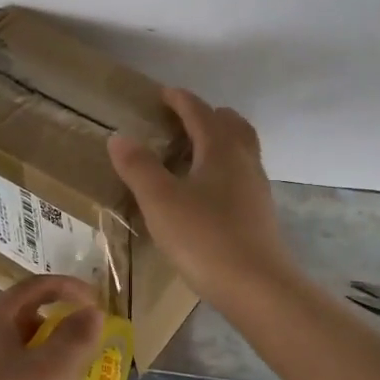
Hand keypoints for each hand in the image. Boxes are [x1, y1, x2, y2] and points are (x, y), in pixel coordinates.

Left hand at [0, 274, 104, 379]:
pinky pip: (14, 377)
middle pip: (32, 318)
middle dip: (66, 335)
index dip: (73, 289)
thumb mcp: (51, 372)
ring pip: (25, 352)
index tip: (100, 307)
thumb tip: (92, 313)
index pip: (38, 286)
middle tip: (92, 354)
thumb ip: (77, 337)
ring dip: (56, 367)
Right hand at [108, 88, 294, 308]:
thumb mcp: (160, 201)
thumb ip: (139, 167)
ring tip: (193, 154)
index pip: (199, 112)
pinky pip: (242, 175)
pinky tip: (208, 192)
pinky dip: (225, 168)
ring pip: (241, 150)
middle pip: (231, 124)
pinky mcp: (260, 213)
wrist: (256, 286)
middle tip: (181, 122)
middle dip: (207, 116)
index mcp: (220, 149)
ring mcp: (256, 187)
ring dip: (219, 142)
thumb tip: (120, 136)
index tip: (163, 93)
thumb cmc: (204, 237)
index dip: (180, 100)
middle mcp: (244, 160)